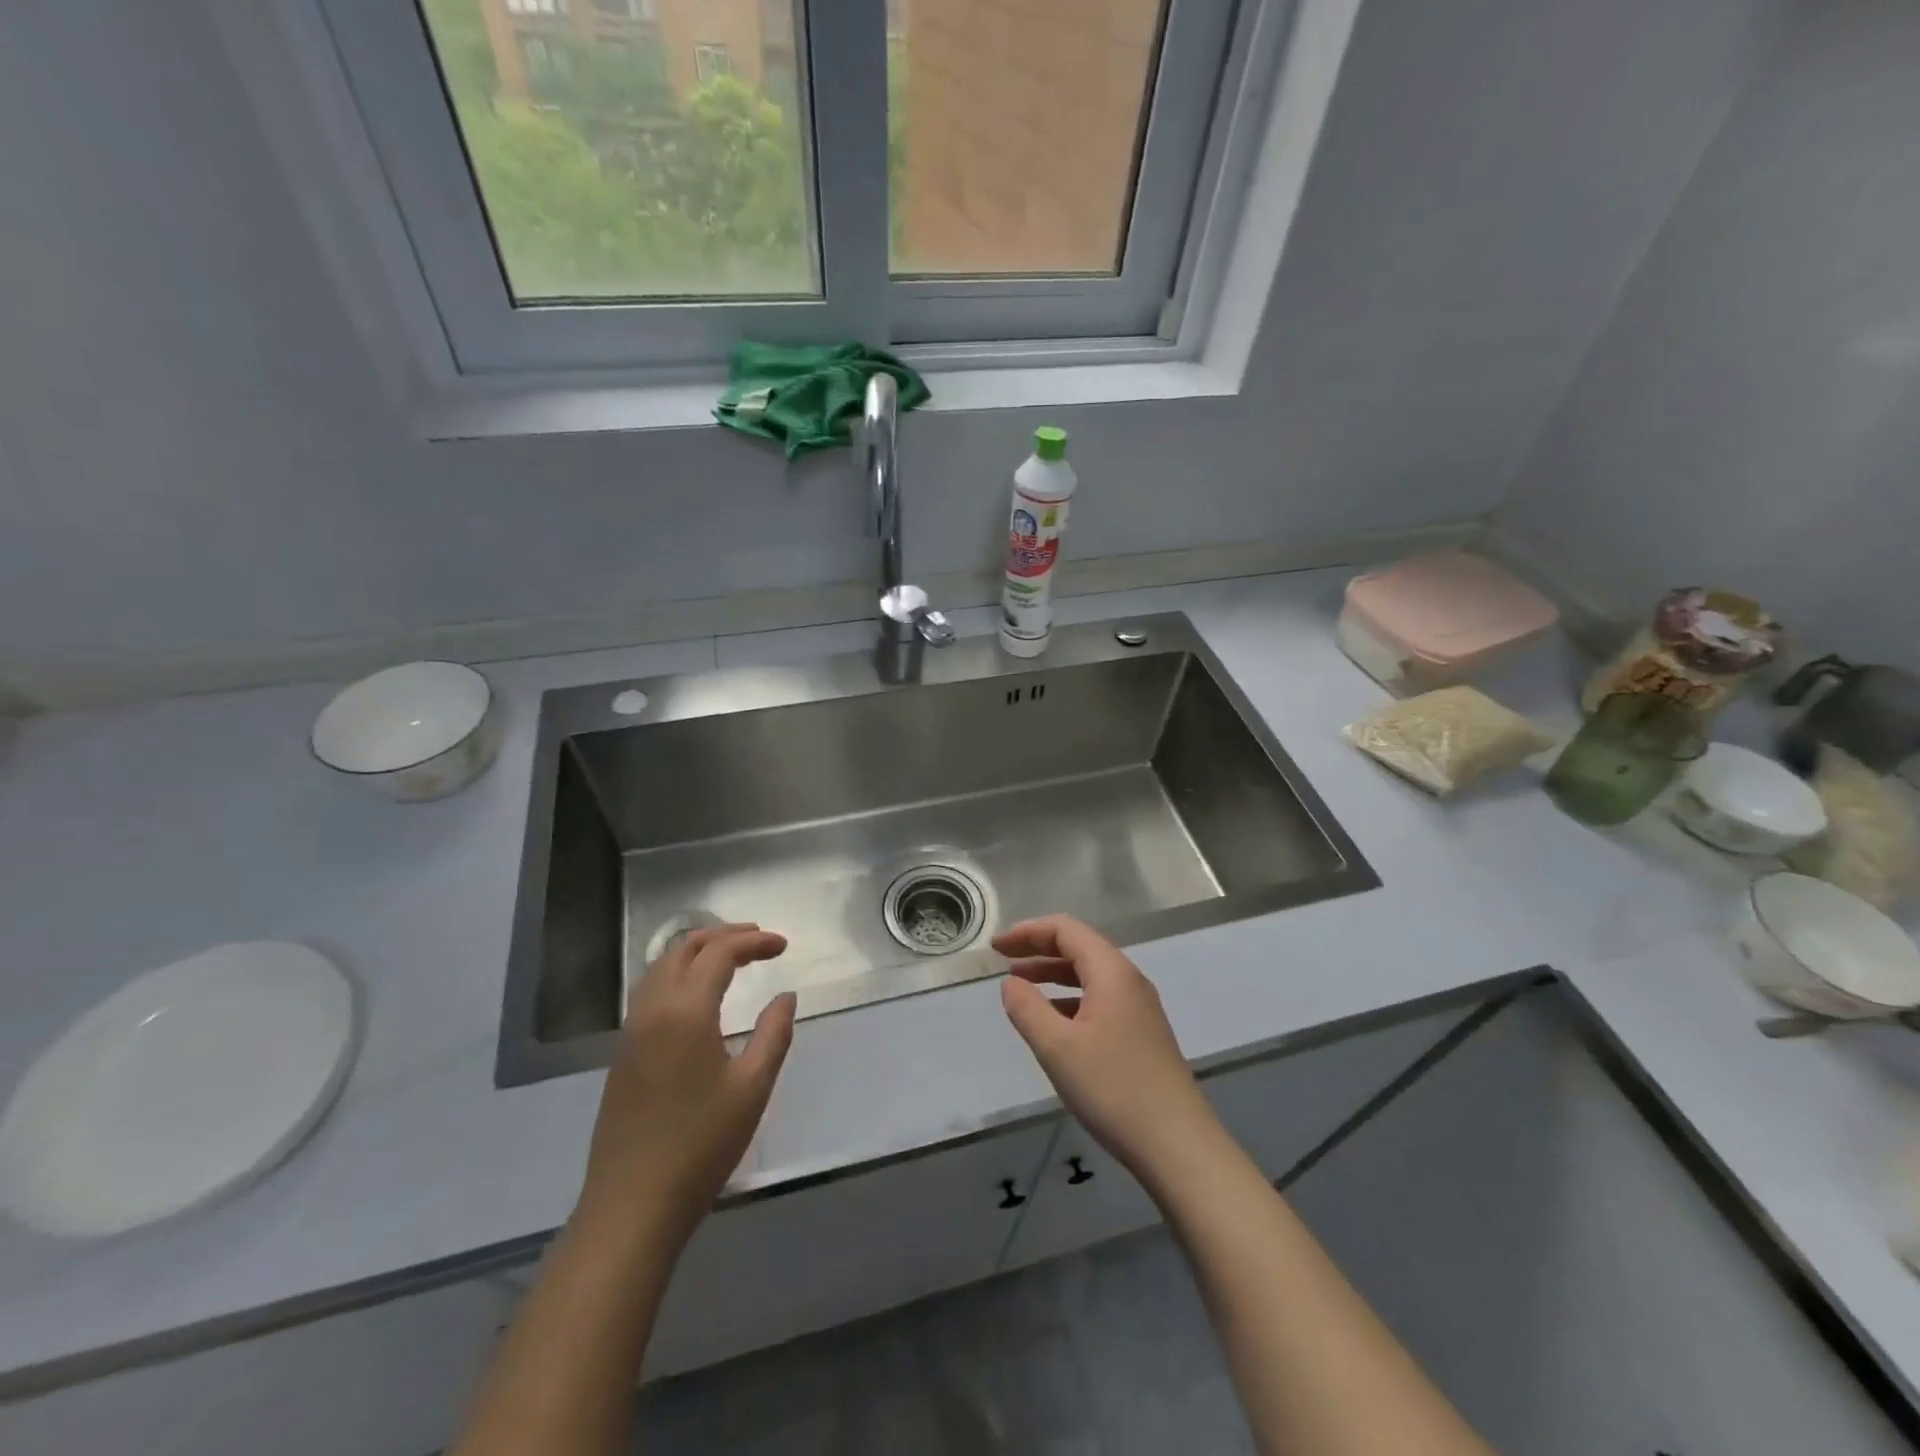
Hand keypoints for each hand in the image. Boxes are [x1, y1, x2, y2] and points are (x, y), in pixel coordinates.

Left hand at [575, 924, 796, 1253]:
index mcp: (685, 1011)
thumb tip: (785, 996)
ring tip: (730, 957)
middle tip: (758, 940)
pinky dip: (678, 974)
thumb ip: (774, 1033)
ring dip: (697, 951)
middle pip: (684, 948)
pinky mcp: (622, 1054)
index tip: (784, 946)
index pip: (720, 953)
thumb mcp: (752, 1088)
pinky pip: (649, 991)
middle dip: (723, 936)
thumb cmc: (700, 1145)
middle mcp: (652, 1009)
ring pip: (660, 967)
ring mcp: (631, 1032)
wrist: (631, 1206)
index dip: (754, 942)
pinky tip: (697, 995)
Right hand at [996, 915, 1217, 1183]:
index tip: (996, 946)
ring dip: (1052, 975)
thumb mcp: (1057, 1047)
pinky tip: (1052, 1023)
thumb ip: (1027, 1009)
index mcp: (1111, 972)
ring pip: (1089, 975)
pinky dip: (1069, 999)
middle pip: (1079, 947)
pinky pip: (1099, 1000)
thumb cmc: (1114, 1089)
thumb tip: (1011, 983)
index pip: (1066, 930)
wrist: (1178, 1145)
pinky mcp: (1142, 1035)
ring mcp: (1139, 1008)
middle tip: (1002, 959)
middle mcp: (1129, 980)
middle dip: (1038, 949)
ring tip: (1019, 987)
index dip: (1028, 931)